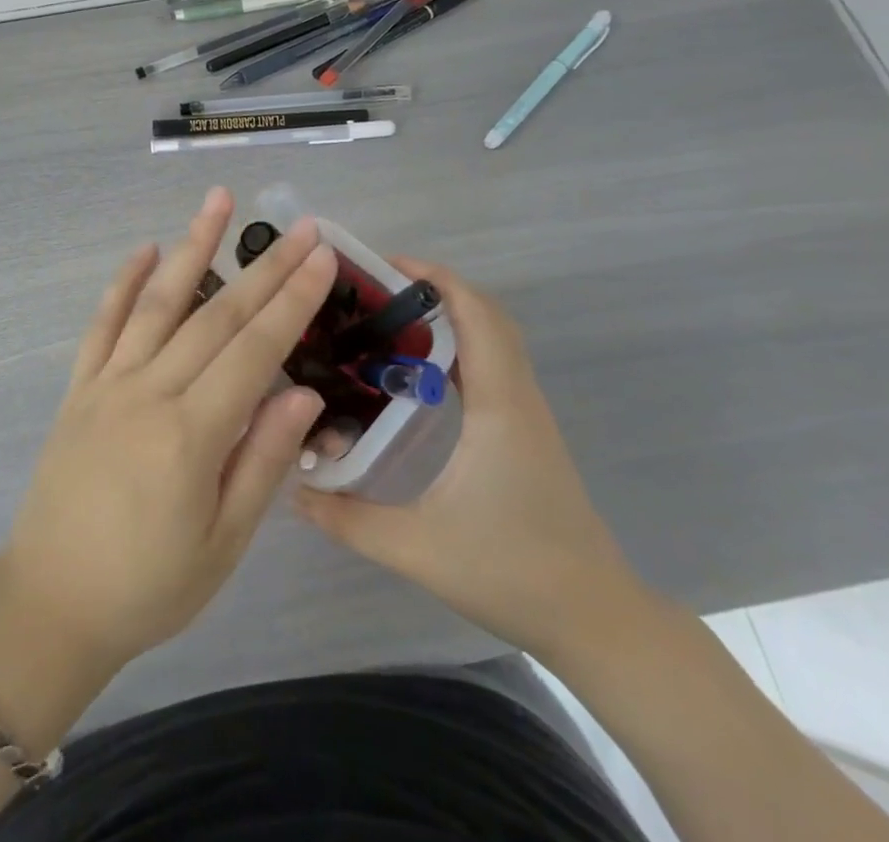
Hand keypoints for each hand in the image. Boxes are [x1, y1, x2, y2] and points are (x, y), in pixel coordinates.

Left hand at [0, 188, 333, 676]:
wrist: (50, 604)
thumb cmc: (148, 586)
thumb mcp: (223, 543)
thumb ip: (263, 461)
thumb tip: (303, 392)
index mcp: (191, 434)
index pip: (254, 349)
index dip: (292, 300)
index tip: (321, 256)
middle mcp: (149, 392)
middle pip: (217, 315)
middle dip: (264, 268)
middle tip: (299, 226)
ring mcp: (108, 383)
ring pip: (158, 301)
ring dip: (191, 247)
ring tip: (218, 202)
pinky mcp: (79, 387)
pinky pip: (103, 323)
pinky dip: (124, 282)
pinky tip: (145, 249)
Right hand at [295, 259, 647, 660]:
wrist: (595, 621)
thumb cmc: (512, 573)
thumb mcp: (418, 549)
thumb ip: (349, 519)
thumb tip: (292, 490)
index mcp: (497, 405)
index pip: (475, 314)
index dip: (433, 278)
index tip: (382, 267)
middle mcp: (517, 396)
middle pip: (485, 313)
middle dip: (433, 287)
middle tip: (375, 291)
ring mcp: (526, 412)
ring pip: (493, 337)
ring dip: (447, 314)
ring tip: (388, 320)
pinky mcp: (525, 430)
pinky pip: (493, 364)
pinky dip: (458, 345)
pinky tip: (418, 370)